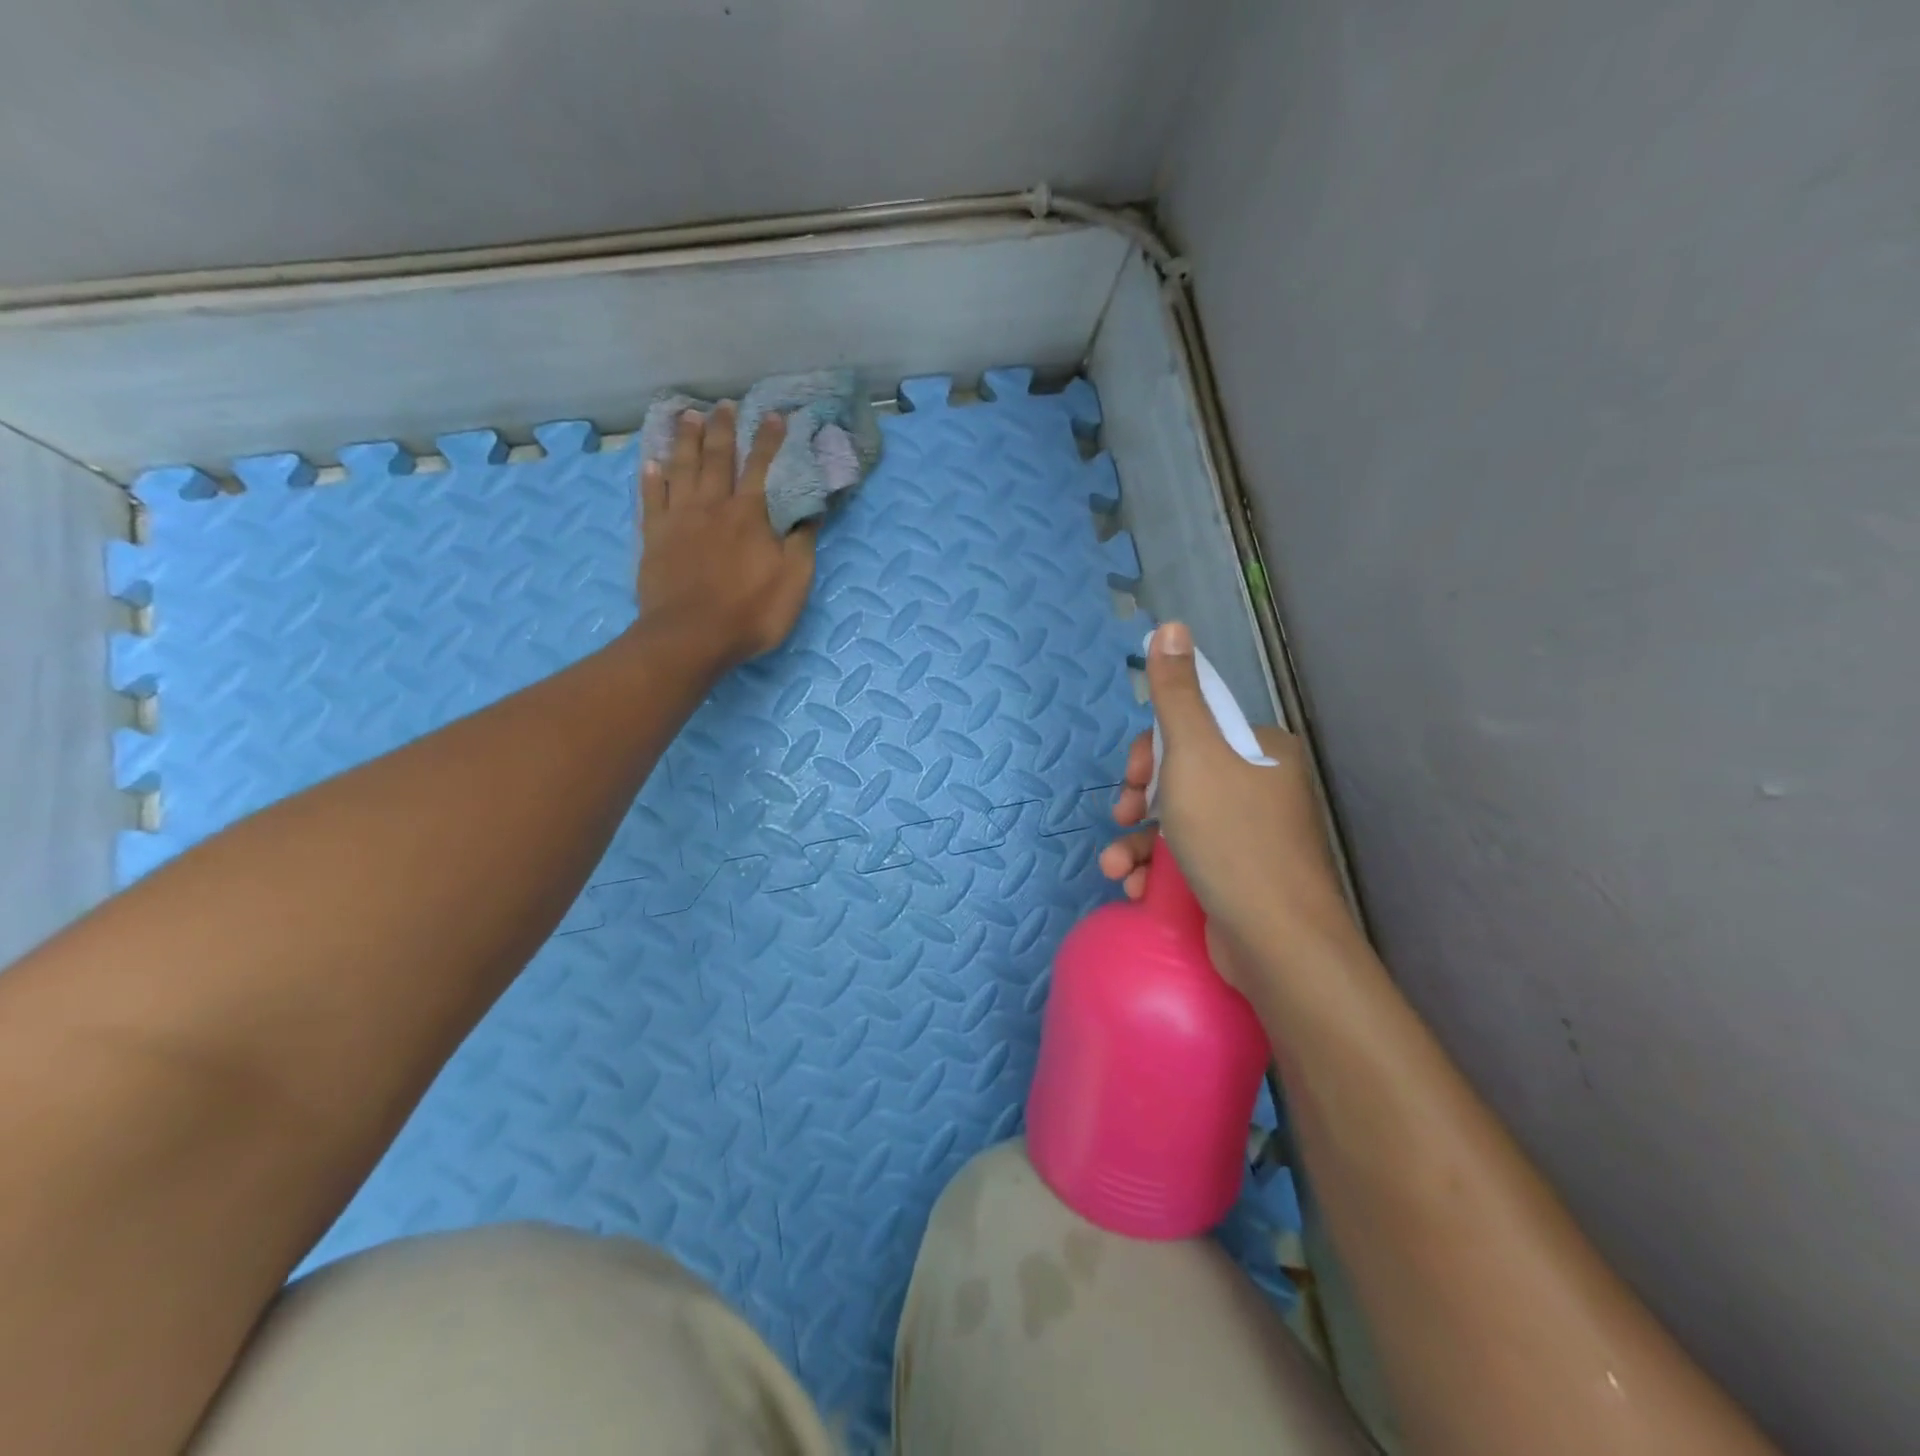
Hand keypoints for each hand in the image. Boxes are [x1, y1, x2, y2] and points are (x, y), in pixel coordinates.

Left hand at [637, 404, 815, 667]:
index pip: (762, 467)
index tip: (775, 416)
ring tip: (688, 416)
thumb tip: (811, 511)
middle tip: (725, 405)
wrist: (692, 637)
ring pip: (682, 469)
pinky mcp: (654, 538)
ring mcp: (679, 519)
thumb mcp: (794, 582)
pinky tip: (651, 463)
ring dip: (686, 440)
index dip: (770, 440)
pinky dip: (652, 478)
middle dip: (724, 429)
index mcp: (749, 515)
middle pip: (717, 458)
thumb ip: (802, 543)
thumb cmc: (751, 612)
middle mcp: (712, 506)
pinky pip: (651, 499)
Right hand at [1099, 622, 1356, 991]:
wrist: (1277, 942)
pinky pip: (1187, 858)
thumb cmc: (1232, 838)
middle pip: (1180, 777)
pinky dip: (1156, 869)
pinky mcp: (1238, 876)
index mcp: (1260, 751)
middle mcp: (1261, 787)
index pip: (1193, 730)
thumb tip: (1170, 626)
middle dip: (1140, 801)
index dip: (1151, 752)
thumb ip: (1176, 694)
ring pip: (1177, 822)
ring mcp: (1251, 836)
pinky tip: (1136, 888)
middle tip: (1123, 817)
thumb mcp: (1194, 755)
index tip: (1134, 780)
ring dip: (1137, 842)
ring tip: (1115, 869)